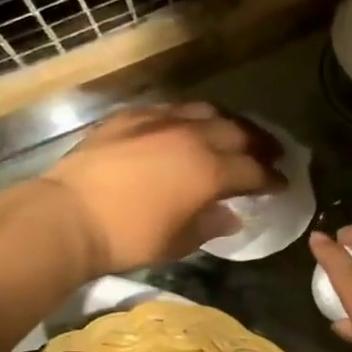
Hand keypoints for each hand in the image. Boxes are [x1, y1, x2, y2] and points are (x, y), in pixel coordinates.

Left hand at [43, 104, 281, 274]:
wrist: (69, 216)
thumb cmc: (129, 237)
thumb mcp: (178, 241)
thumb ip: (210, 225)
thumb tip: (230, 216)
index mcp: (210, 170)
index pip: (253, 170)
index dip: (272, 178)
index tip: (282, 183)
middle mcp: (192, 137)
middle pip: (238, 133)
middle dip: (259, 144)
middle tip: (269, 154)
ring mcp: (160, 121)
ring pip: (206, 112)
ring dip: (226, 124)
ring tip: (231, 135)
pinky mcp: (131, 116)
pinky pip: (169, 109)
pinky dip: (186, 119)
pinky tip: (183, 128)